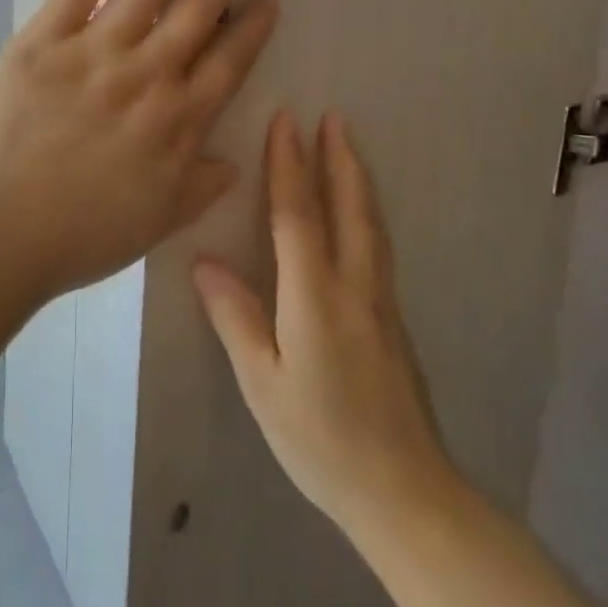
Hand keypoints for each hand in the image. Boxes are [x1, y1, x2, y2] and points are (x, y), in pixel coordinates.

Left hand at [0, 0, 277, 301]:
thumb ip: (200, 186)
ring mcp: (96, 50)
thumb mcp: (156, 223)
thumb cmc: (77, 236)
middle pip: (200, 6)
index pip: (229, 62)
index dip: (252, 27)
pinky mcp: (46, 38)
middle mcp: (148, 76)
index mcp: (178, 122)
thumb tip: (235, 160)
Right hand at [195, 112, 453, 540]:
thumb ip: (236, 317)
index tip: (286, 121)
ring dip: (357, 178)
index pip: (298, 215)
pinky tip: (361, 211)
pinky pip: (377, 245)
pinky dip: (366, 211)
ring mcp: (381, 301)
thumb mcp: (262, 383)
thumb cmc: (319, 439)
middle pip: (348, 207)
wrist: (403, 490)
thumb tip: (205, 262)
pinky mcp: (392, 318)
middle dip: (337, 158)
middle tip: (332, 116)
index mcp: (315, 297)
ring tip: (348, 146)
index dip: (289, 165)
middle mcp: (354, 286)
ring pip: (370, 223)